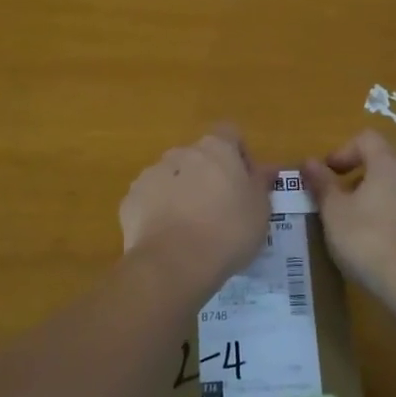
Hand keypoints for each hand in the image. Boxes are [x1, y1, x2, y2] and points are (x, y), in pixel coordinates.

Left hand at [120, 124, 274, 284]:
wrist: (174, 262)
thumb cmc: (228, 231)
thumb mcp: (260, 210)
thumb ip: (260, 184)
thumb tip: (264, 170)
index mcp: (215, 148)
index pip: (230, 134)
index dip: (239, 154)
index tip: (244, 182)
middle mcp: (180, 152)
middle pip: (198, 157)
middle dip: (208, 176)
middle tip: (220, 210)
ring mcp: (151, 174)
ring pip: (172, 178)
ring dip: (182, 194)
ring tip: (192, 230)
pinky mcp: (131, 199)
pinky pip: (150, 200)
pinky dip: (159, 213)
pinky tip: (169, 240)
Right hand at [302, 131, 395, 305]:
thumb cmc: (366, 238)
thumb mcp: (333, 210)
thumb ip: (321, 183)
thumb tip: (309, 162)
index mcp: (388, 165)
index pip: (366, 138)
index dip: (342, 151)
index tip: (327, 174)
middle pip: (380, 161)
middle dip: (352, 175)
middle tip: (332, 198)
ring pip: (390, 185)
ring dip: (367, 195)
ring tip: (347, 221)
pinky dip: (382, 213)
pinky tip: (367, 240)